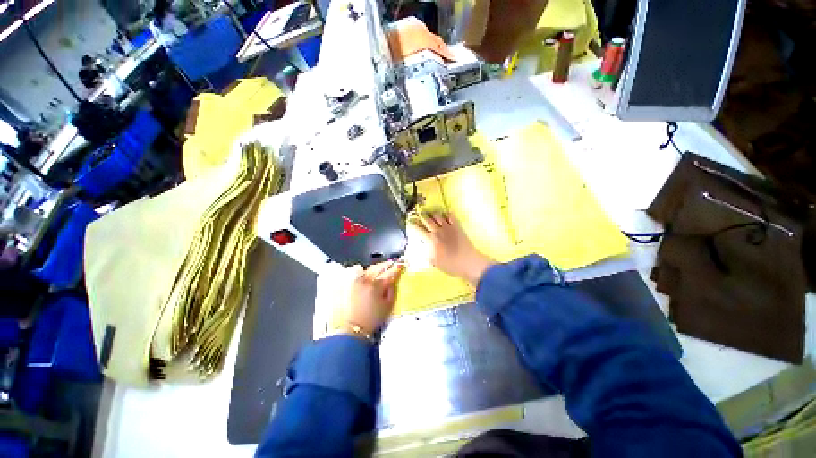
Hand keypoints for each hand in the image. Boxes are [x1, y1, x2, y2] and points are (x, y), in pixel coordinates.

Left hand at [340, 262, 404, 335]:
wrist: (354, 326)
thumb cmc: (373, 318)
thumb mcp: (388, 305)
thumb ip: (392, 290)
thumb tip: (393, 280)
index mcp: (378, 285)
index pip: (390, 273)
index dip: (397, 268)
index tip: (401, 265)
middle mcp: (367, 280)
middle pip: (379, 267)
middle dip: (387, 264)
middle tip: (392, 263)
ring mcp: (357, 281)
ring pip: (369, 268)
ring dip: (376, 266)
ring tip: (381, 267)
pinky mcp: (351, 284)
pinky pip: (358, 272)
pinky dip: (363, 270)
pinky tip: (366, 272)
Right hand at [412, 212, 495, 285]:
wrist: (468, 262)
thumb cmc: (450, 265)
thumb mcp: (434, 262)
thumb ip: (426, 253)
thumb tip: (421, 246)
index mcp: (430, 240)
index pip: (418, 229)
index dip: (413, 225)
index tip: (410, 222)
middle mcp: (437, 231)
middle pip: (427, 219)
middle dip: (422, 216)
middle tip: (419, 214)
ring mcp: (448, 227)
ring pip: (438, 215)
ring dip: (433, 214)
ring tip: (431, 214)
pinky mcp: (457, 227)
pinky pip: (451, 216)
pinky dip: (447, 214)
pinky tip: (446, 215)